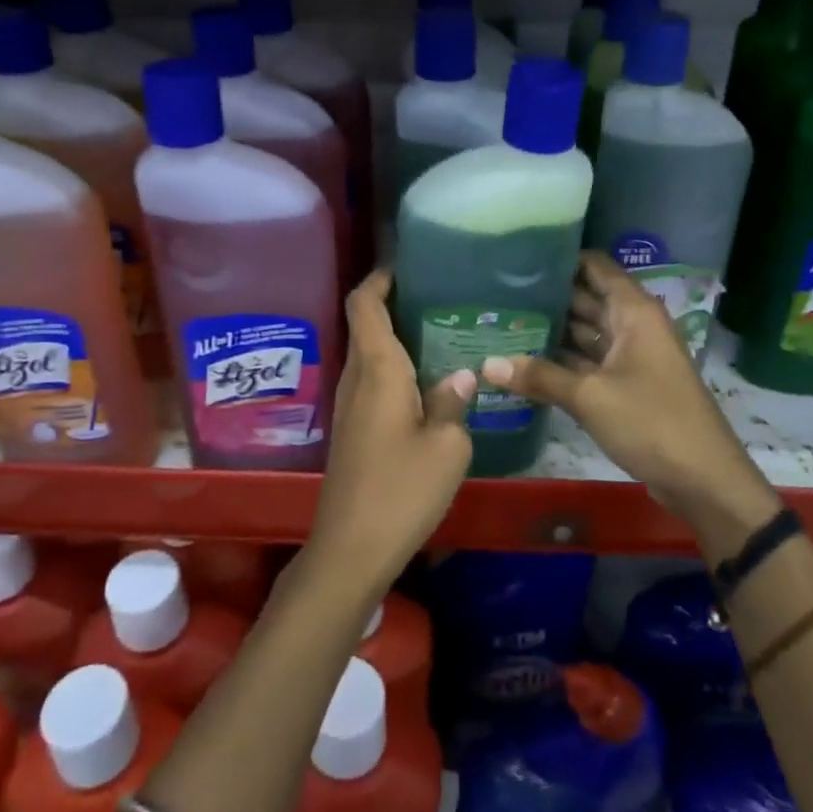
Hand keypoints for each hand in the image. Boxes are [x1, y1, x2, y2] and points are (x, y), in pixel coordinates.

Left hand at [311, 270, 474, 595]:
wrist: (352, 547)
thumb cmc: (401, 490)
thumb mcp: (446, 447)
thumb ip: (453, 404)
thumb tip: (463, 377)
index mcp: (377, 369)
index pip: (364, 303)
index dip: (379, 277)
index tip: (408, 264)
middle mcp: (356, 377)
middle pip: (366, 323)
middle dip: (395, 302)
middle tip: (441, 295)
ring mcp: (350, 404)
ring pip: (369, 353)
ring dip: (396, 335)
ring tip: (442, 330)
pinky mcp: (352, 428)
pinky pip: (371, 379)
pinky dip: (395, 366)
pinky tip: (428, 381)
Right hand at [480, 251, 780, 547]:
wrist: (704, 480)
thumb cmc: (651, 422)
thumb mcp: (590, 397)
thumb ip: (539, 376)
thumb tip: (486, 364)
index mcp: (634, 312)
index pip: (595, 267)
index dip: (560, 259)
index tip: (518, 259)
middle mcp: (633, 326)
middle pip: (587, 298)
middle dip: (547, 296)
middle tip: (498, 293)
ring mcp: (632, 356)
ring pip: (586, 332)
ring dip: (552, 330)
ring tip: (504, 322)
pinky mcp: (628, 385)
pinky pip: (590, 362)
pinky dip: (563, 361)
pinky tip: (526, 361)